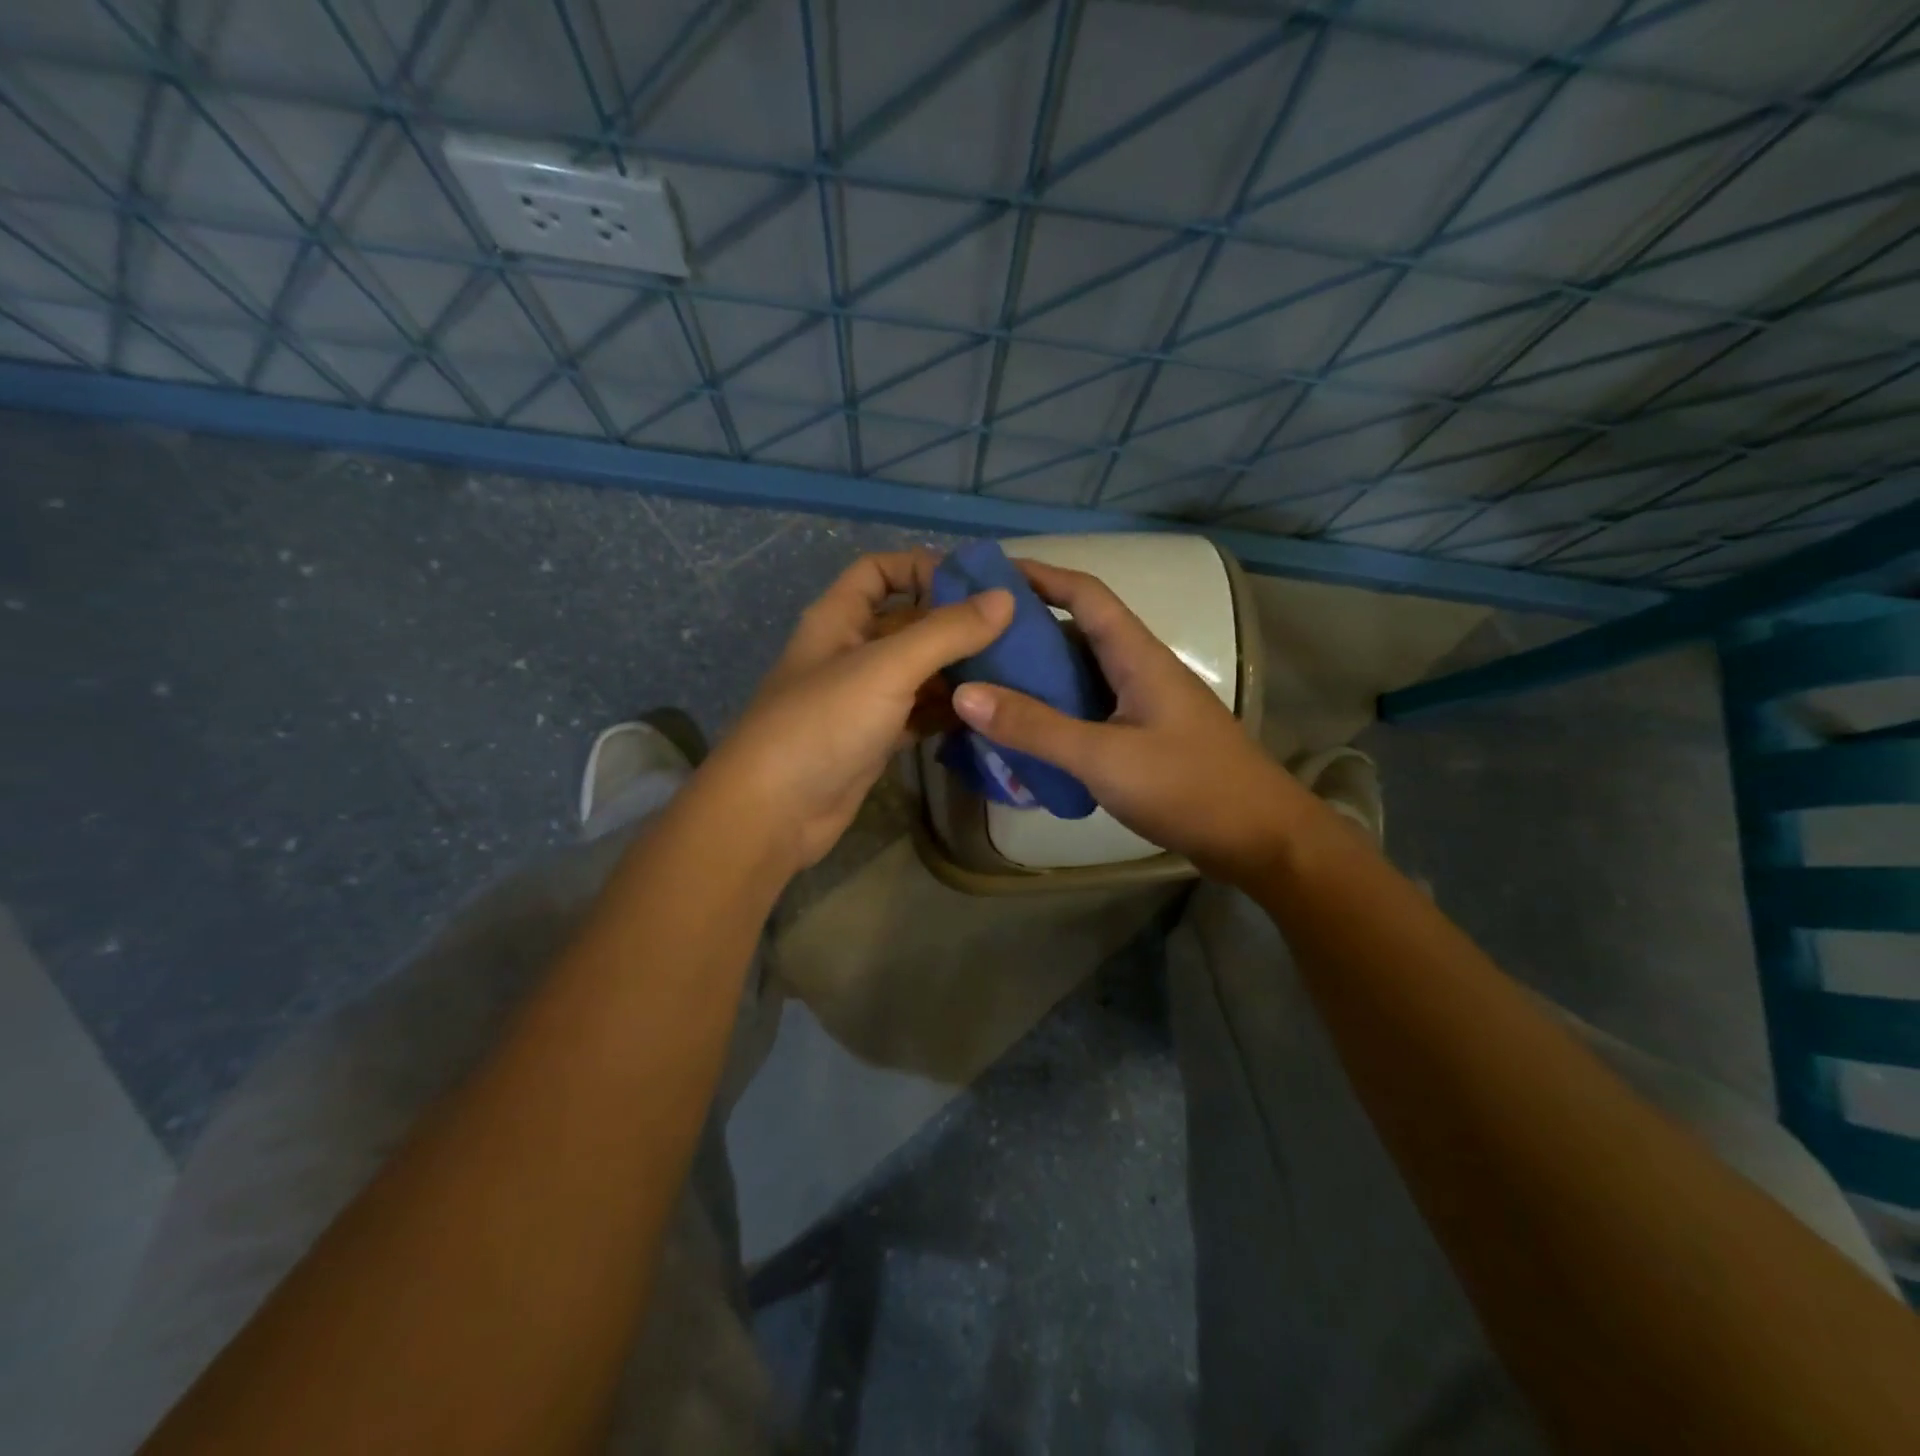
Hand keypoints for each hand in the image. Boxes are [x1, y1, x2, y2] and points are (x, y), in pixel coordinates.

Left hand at [701, 550, 1013, 874]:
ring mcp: (863, 698)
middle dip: (955, 624)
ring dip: (958, 670)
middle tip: (1015, 631)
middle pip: (908, 622)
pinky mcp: (875, 739)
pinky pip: (919, 713)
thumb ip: (947, 632)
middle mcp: (851, 651)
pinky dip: (948, 711)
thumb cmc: (823, 724)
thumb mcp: (887, 667)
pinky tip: (988, 712)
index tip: (976, 584)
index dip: (921, 567)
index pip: (879, 571)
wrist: (775, 813)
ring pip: (918, 671)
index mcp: (839, 618)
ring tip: (1015, 671)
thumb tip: (1006, 598)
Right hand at [950, 559, 1303, 882]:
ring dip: (1038, 675)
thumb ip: (1036, 727)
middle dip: (1026, 630)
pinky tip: (1025, 734)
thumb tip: (966, 692)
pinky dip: (1055, 714)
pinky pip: (1089, 711)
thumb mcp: (1104, 758)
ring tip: (984, 684)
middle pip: (1077, 632)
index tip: (988, 574)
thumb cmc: (1188, 788)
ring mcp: (1144, 705)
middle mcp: (1141, 670)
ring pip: (1082, 675)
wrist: (1260, 839)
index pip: (1085, 593)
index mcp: (1138, 656)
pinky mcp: (1144, 739)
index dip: (1039, 575)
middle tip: (970, 640)